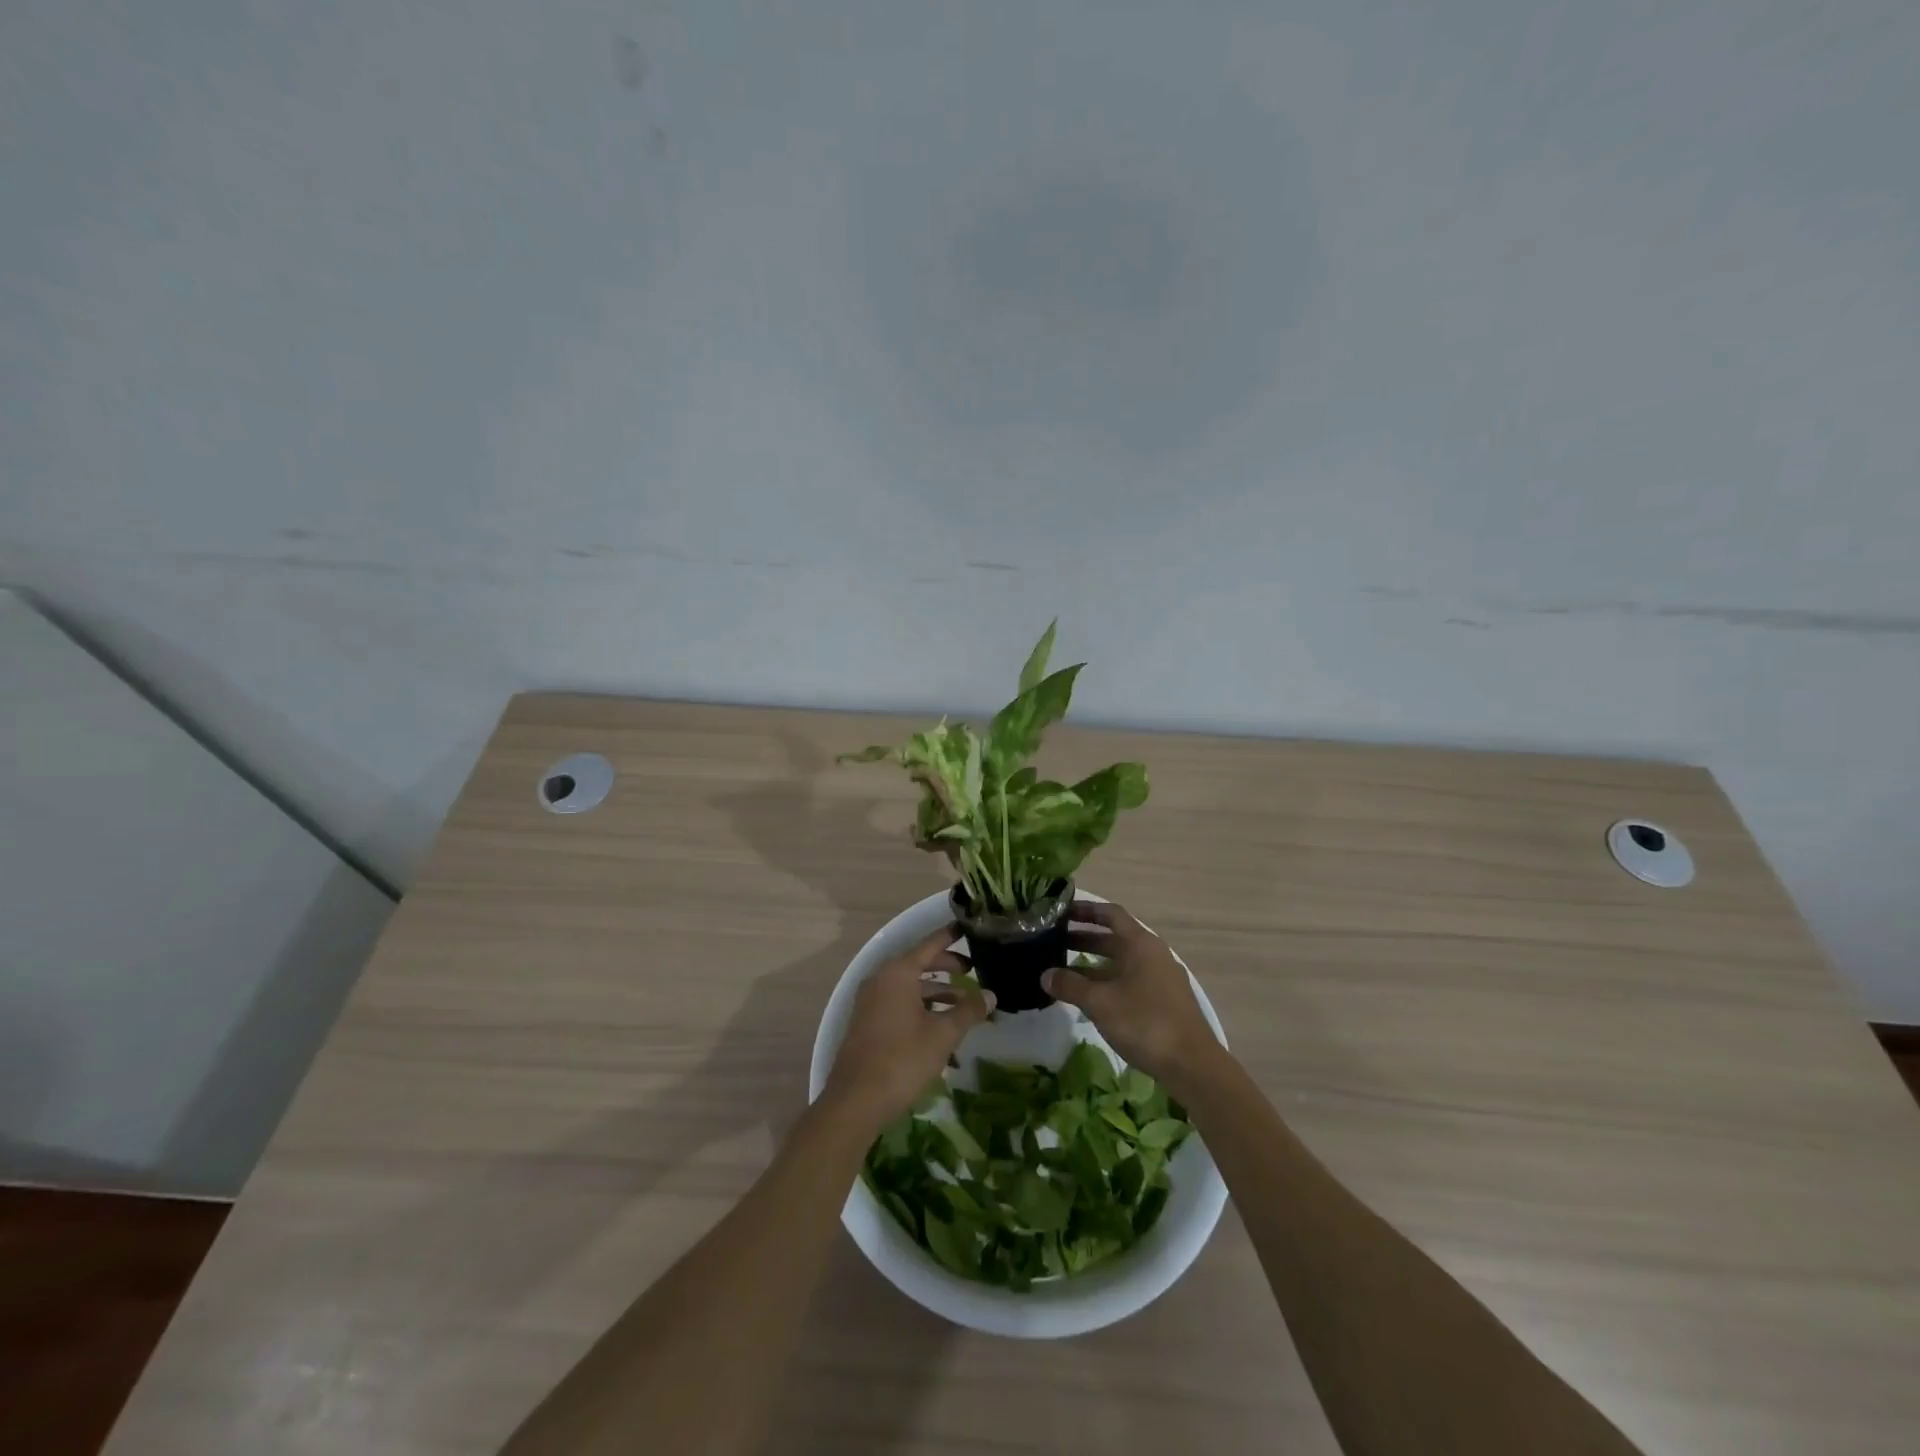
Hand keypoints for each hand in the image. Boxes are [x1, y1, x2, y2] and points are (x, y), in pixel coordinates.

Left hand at [823, 923, 994, 1132]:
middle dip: (947, 967)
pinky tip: (942, 1026)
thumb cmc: (902, 1060)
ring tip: (964, 1005)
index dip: (950, 936)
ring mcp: (871, 1002)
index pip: (929, 944)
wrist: (856, 1101)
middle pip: (919, 964)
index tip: (967, 927)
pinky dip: (922, 1007)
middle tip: (973, 971)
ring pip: (910, 987)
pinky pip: (900, 1003)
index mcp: (898, 972)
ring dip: (937, 992)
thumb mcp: (943, 1035)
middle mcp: (881, 979)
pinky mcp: (869, 1023)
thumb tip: (990, 996)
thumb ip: (968, 1011)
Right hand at [1042, 900, 1224, 1096]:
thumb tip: (1045, 975)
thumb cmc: (1144, 1022)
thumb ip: (1070, 985)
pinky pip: (1130, 979)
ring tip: (1064, 971)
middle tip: (1053, 943)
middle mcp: (1153, 953)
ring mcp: (1161, 977)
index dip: (1086, 910)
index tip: (1062, 911)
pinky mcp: (1164, 1000)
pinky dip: (1108, 981)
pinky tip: (1091, 997)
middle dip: (1084, 938)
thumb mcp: (1100, 1003)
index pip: (1111, 914)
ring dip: (1094, 963)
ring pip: (1121, 961)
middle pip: (1115, 938)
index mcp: (1140, 944)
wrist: (1192, 1064)